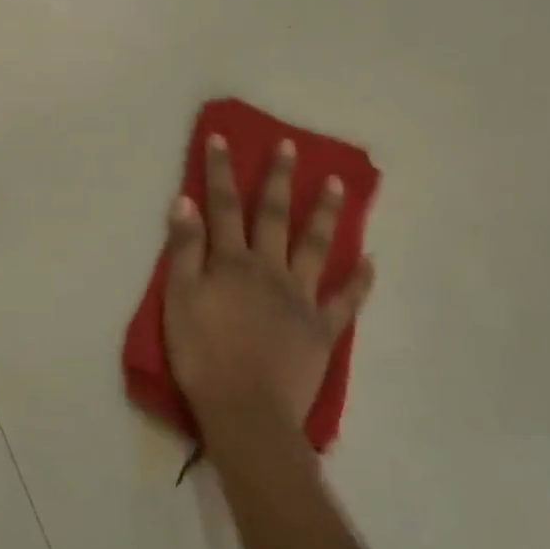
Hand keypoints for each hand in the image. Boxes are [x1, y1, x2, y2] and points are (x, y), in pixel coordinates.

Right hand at [163, 134, 374, 438]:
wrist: (246, 411)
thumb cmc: (202, 355)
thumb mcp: (179, 299)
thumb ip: (184, 249)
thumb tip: (185, 201)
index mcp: (232, 262)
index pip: (223, 206)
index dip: (219, 171)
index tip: (220, 137)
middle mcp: (270, 269)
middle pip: (274, 215)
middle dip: (278, 177)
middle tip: (289, 145)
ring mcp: (301, 297)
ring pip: (316, 246)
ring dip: (325, 212)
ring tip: (338, 183)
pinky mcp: (323, 329)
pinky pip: (346, 300)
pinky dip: (360, 279)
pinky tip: (370, 259)